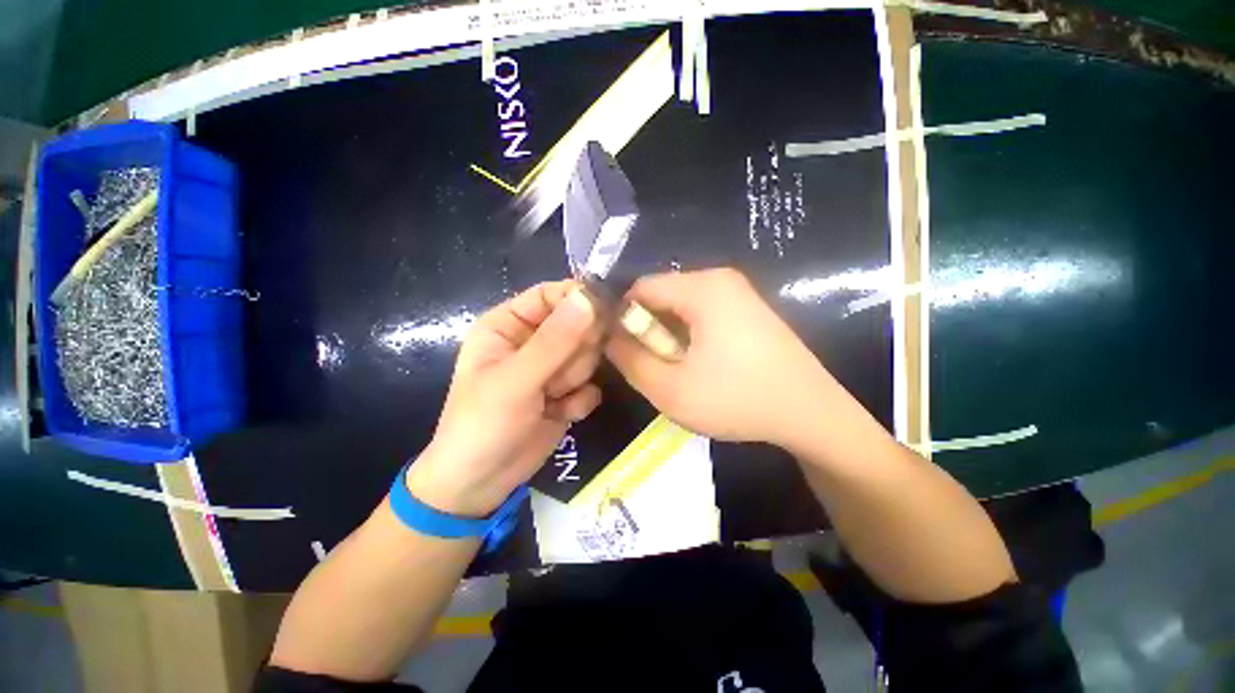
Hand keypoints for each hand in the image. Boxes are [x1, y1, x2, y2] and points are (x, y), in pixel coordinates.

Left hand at [407, 281, 603, 516]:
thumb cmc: (483, 424)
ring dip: (574, 379)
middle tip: (560, 374)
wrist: (481, 484)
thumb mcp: (515, 380)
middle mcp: (533, 341)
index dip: (577, 299)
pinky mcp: (567, 393)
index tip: (605, 310)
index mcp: (509, 325)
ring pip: (588, 356)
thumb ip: (555, 340)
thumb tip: (589, 297)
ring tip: (550, 398)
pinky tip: (559, 414)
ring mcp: (552, 368)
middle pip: (578, 325)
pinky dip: (578, 401)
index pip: (551, 295)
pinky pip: (591, 385)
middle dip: (575, 352)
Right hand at [606, 268, 835, 450]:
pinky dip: (691, 336)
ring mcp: (739, 293)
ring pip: (681, 307)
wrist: (812, 415)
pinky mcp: (749, 309)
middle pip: (662, 296)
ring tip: (681, 370)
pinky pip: (703, 314)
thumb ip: (629, 360)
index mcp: (702, 288)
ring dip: (670, 337)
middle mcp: (721, 279)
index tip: (624, 352)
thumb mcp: (669, 389)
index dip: (623, 318)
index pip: (640, 288)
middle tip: (657, 367)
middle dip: (649, 330)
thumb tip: (609, 338)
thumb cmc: (737, 400)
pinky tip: (703, 366)